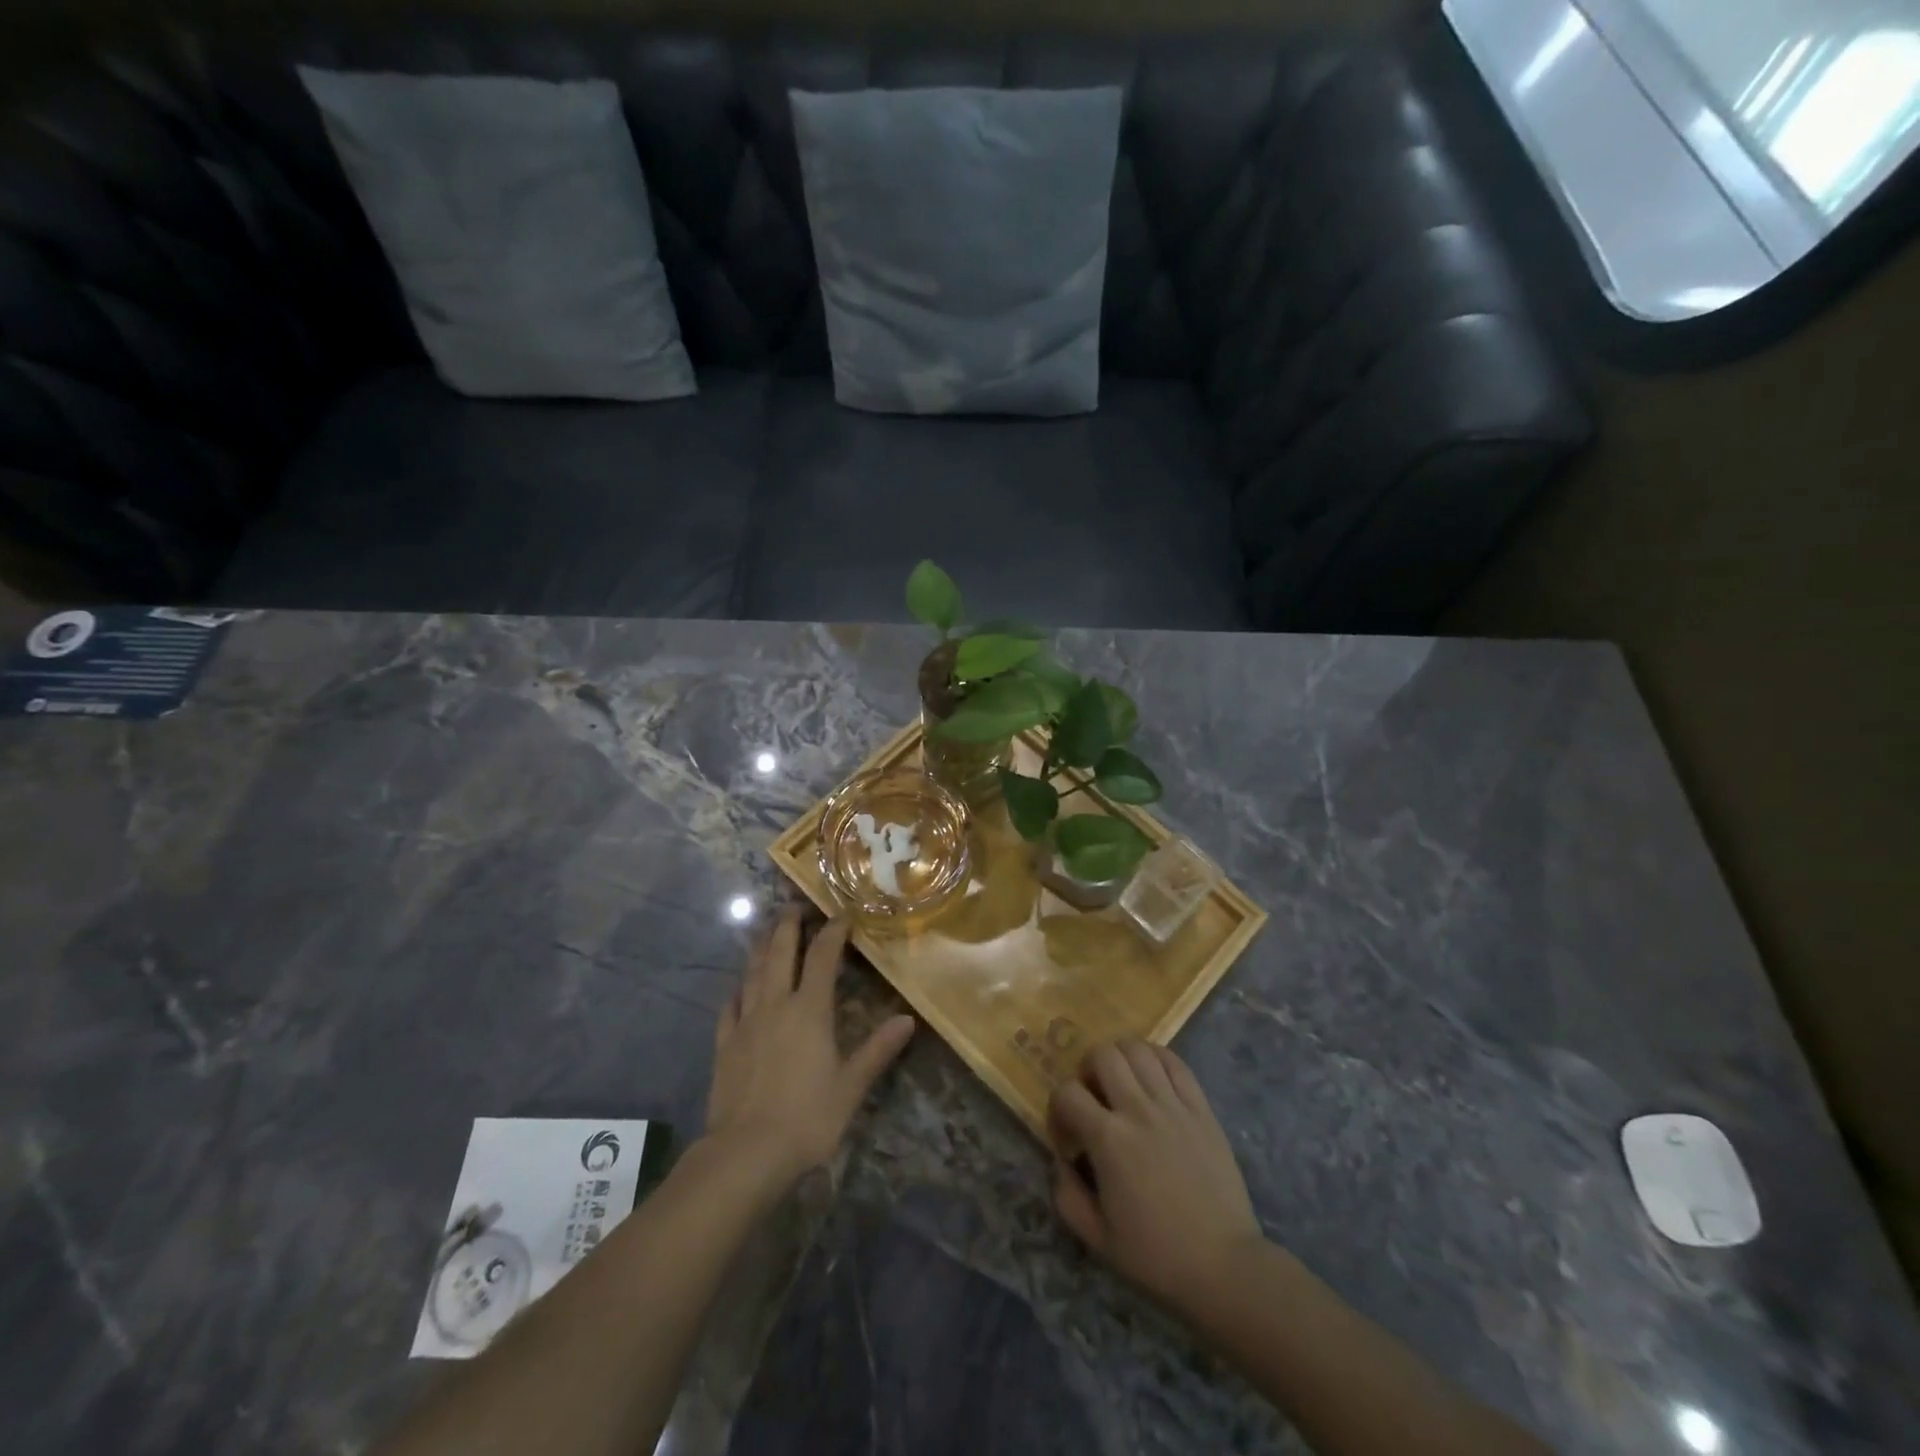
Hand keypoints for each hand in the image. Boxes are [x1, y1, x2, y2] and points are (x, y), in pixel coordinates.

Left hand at [706, 910, 914, 1194]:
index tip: (842, 915)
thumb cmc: (806, 1118)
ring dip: (762, 947)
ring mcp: (746, 1022)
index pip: (823, 957)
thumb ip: (877, 1050)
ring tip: (768, 931)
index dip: (833, 931)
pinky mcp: (725, 1043)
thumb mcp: (850, 1086)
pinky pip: (730, 1005)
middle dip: (789, 925)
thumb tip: (907, 1020)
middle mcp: (776, 1005)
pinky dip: (738, 988)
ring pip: (753, 972)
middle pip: (781, 952)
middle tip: (795, 906)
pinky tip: (739, 986)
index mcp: (810, 1010)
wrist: (745, 1153)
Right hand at [1049, 1041, 1264, 1316]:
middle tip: (1093, 1098)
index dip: (1058, 1109)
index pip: (1067, 1092)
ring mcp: (1173, 1105)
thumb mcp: (1098, 1239)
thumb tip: (1060, 1163)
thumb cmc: (1157, 1256)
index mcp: (1109, 1140)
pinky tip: (1152, 1078)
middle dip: (1087, 1071)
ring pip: (1138, 1049)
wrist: (1224, 1266)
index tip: (1067, 1137)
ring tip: (1122, 1084)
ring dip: (1121, 1059)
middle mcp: (1139, 1110)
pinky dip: (1156, 1058)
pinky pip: (1175, 1062)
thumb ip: (1067, 1197)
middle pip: (1103, 1055)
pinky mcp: (1201, 1108)